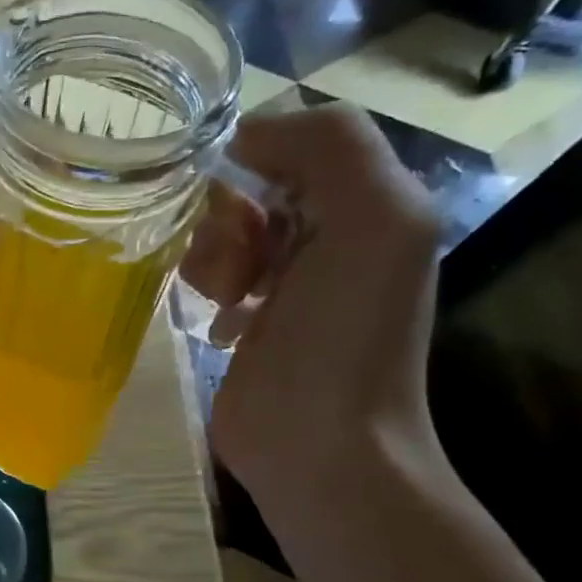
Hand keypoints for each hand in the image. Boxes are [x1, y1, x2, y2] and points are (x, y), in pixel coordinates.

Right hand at [180, 104, 443, 519]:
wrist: (319, 445)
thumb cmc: (345, 335)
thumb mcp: (375, 220)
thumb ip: (331, 147)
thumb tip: (245, 136)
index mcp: (369, 205)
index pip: (299, 142)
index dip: (259, 157)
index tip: (234, 195)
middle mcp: (328, 236)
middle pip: (252, 187)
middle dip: (233, 218)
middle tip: (242, 266)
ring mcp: (284, 282)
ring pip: (221, 231)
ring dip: (216, 257)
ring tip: (230, 299)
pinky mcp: (244, 321)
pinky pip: (206, 275)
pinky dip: (207, 289)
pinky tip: (225, 324)